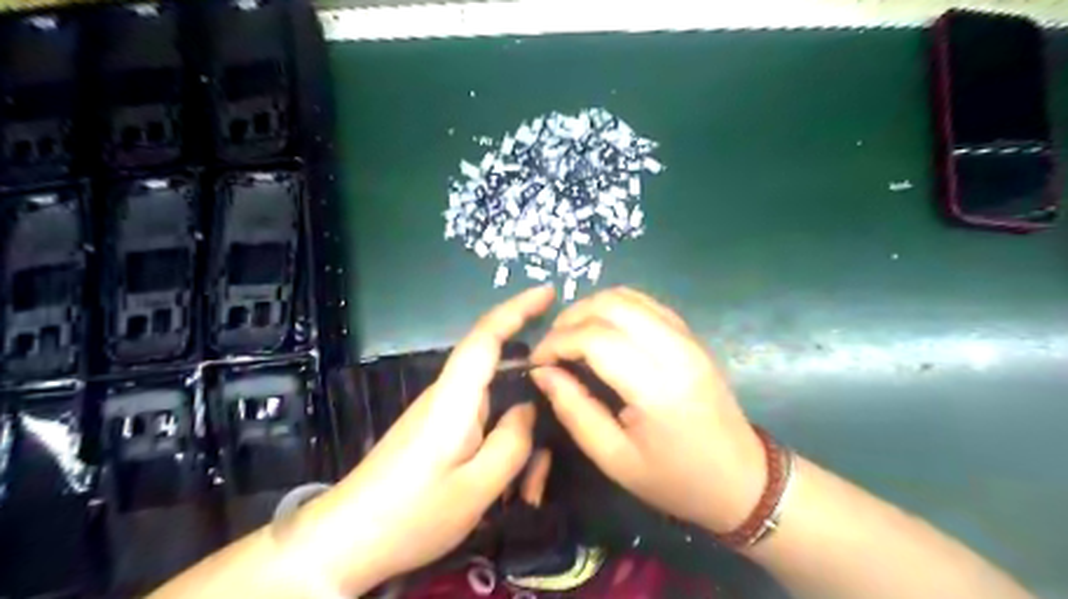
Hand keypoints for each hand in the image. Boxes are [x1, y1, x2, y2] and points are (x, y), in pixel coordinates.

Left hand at [295, 286, 555, 594]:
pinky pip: (480, 420)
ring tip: (529, 482)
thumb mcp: (478, 487)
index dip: (518, 308)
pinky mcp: (436, 429)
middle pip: (497, 369)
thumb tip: (528, 408)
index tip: (549, 293)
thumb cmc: (413, 514)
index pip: (487, 336)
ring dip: (517, 431)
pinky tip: (509, 480)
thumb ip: (513, 442)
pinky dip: (502, 442)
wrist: (347, 541)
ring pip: (492, 401)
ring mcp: (439, 411)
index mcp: (455, 398)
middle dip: (532, 389)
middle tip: (557, 425)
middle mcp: (446, 394)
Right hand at [530, 287, 764, 534]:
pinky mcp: (692, 336)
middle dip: (570, 318)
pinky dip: (615, 308)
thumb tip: (542, 373)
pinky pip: (646, 304)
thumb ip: (574, 409)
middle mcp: (675, 350)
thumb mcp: (614, 458)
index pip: (595, 338)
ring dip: (591, 308)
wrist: (742, 480)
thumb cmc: (675, 480)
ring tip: (571, 336)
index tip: (536, 362)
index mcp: (656, 387)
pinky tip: (601, 331)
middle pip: (611, 305)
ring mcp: (688, 337)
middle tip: (551, 347)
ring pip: (629, 296)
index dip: (556, 343)